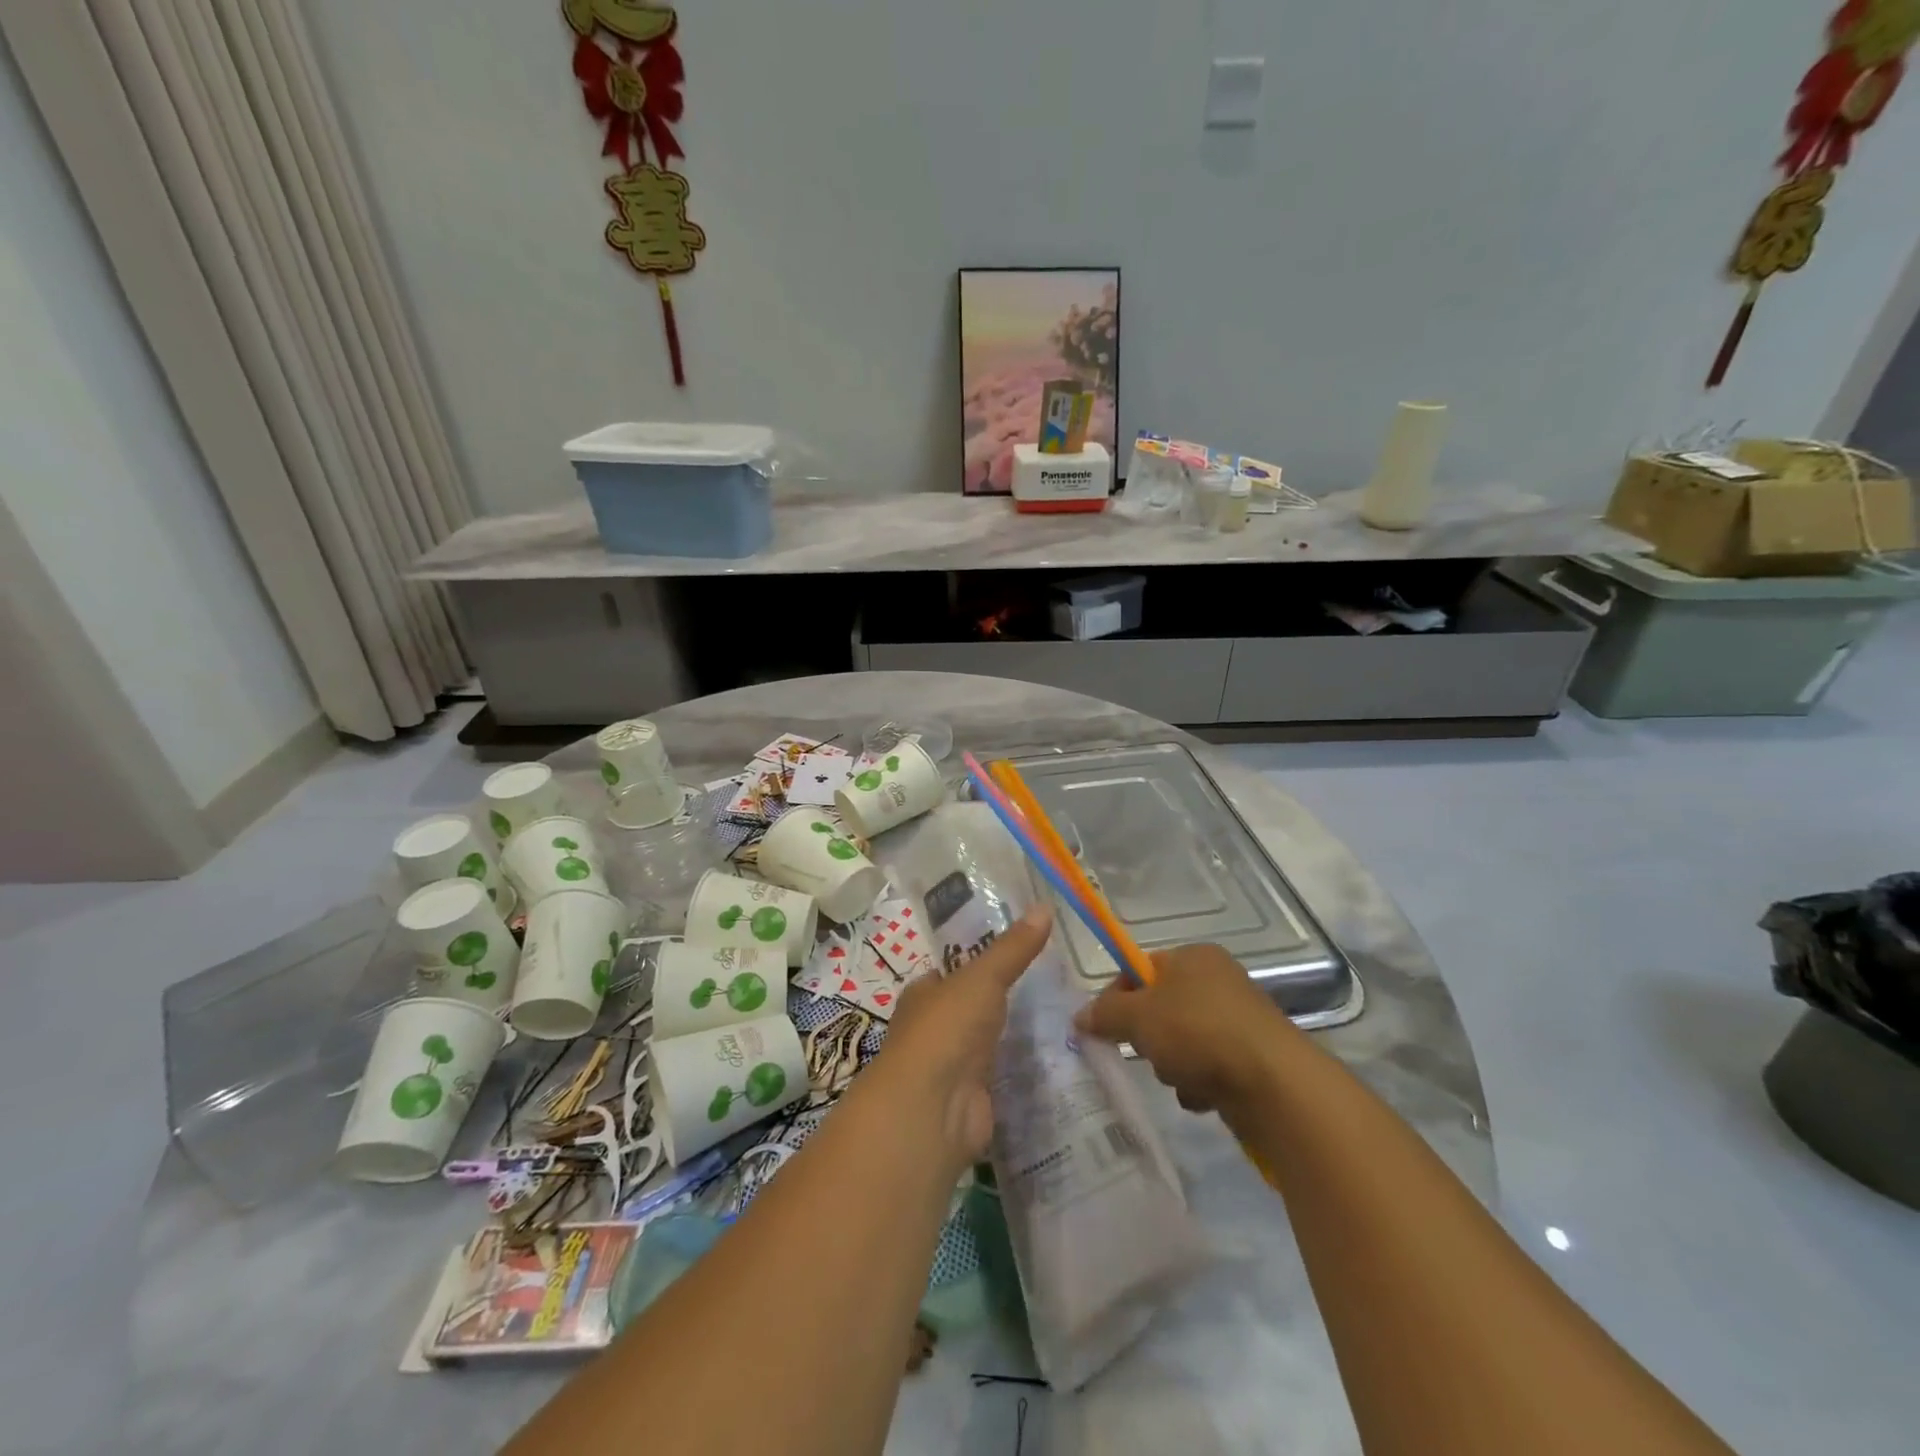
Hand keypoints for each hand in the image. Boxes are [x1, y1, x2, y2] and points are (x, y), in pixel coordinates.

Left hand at [872, 905, 1052, 1169]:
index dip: (981, 958)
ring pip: (989, 1041)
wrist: (933, 1110)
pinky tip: (1056, 1058)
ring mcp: (953, 1066)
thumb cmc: (945, 1029)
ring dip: (1016, 1034)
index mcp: (924, 994)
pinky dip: (1024, 1068)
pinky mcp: (975, 1098)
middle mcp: (934, 1028)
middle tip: (1055, 981)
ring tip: (1066, 1015)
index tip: (1020, 948)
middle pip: (973, 1006)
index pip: (952, 969)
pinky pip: (1004, 1075)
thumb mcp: (982, 977)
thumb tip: (1045, 906)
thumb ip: (1013, 948)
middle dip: (1004, 998)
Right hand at [1074, 942, 1296, 1113]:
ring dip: (1172, 1064)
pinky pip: (1207, 1067)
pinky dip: (1198, 1082)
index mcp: (1193, 956)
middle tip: (1148, 1051)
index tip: (1105, 1027)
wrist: (1274, 1084)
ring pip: (1181, 1041)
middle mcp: (1218, 980)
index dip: (1118, 997)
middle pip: (1160, 1008)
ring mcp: (1238, 1019)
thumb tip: (1078, 1017)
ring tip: (1180, 1077)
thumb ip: (1105, 1013)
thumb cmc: (1199, 1032)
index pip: (1140, 969)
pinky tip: (1203, 1095)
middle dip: (1148, 1036)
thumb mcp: (1139, 1016)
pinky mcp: (1252, 1057)